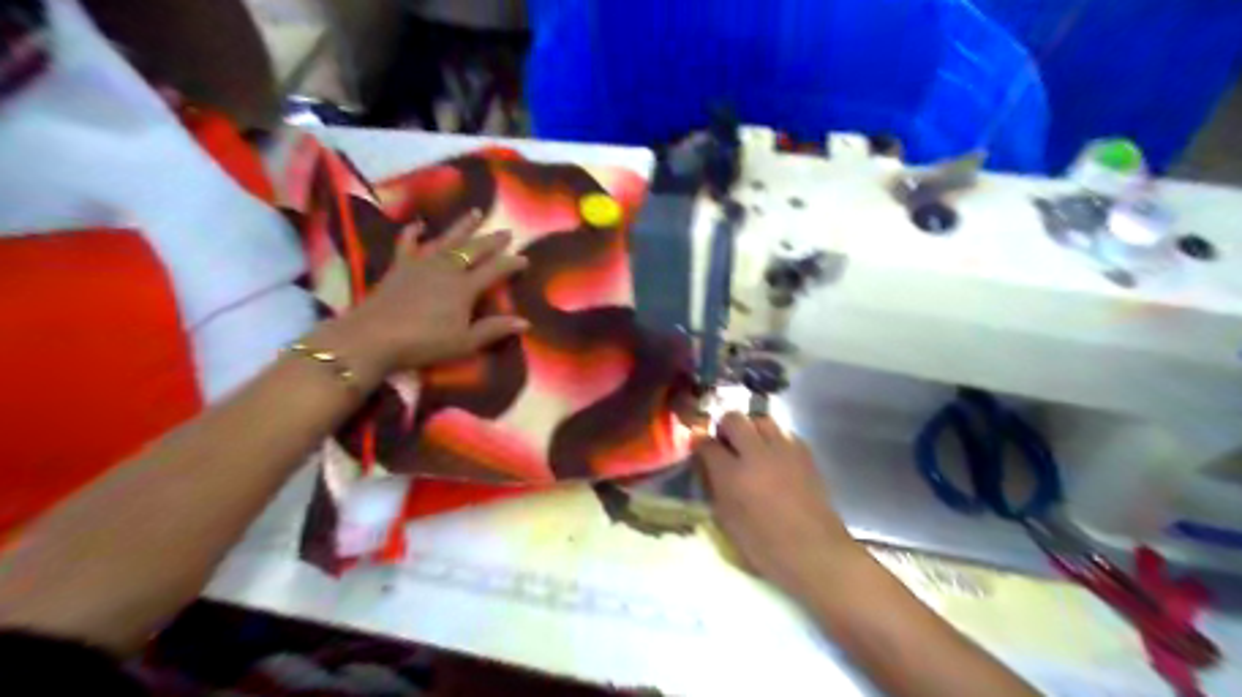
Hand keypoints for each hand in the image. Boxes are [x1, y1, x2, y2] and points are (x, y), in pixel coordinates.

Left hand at [309, 211, 527, 387]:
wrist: (373, 337)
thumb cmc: (424, 343)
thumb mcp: (465, 342)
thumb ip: (494, 330)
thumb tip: (525, 323)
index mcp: (465, 288)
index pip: (494, 271)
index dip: (511, 263)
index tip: (525, 258)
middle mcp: (446, 269)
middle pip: (474, 250)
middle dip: (492, 241)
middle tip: (507, 231)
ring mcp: (421, 264)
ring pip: (447, 240)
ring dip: (462, 226)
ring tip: (476, 212)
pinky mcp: (399, 266)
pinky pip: (408, 244)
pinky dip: (414, 232)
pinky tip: (419, 224)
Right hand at [696, 410, 866, 596]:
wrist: (814, 551)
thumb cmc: (765, 546)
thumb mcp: (727, 521)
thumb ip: (715, 488)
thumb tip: (708, 468)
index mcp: (732, 474)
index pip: (707, 444)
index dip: (700, 443)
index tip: (699, 447)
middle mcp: (756, 454)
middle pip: (734, 419)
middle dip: (725, 426)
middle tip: (726, 443)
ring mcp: (783, 450)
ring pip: (761, 420)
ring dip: (751, 428)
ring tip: (752, 446)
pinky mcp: (805, 453)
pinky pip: (784, 432)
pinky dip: (775, 438)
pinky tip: (775, 456)